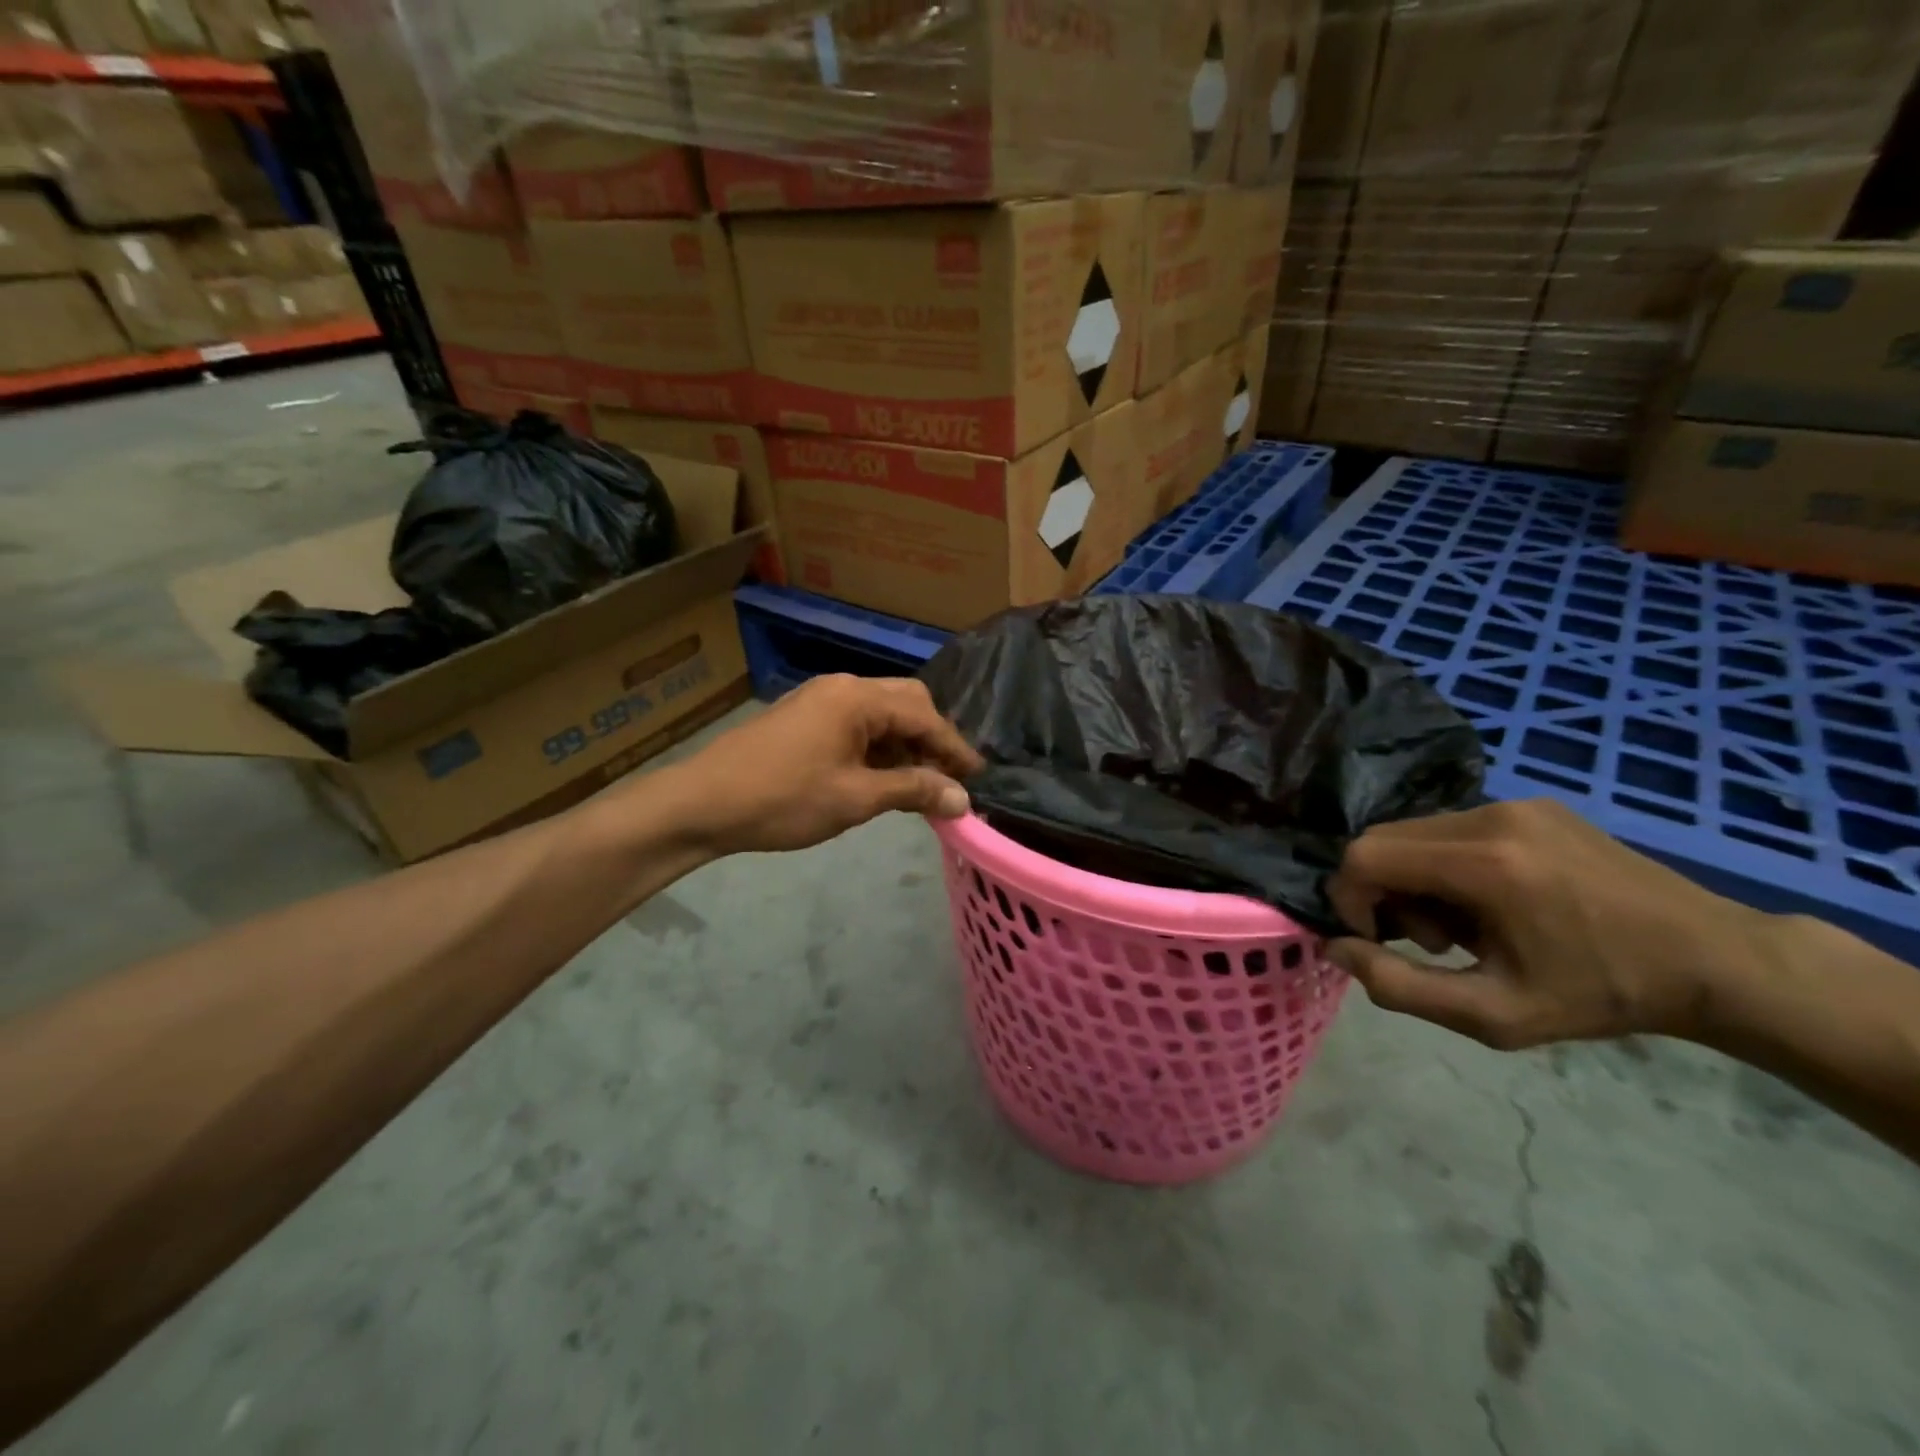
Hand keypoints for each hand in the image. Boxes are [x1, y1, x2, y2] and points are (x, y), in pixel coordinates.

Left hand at [670, 675, 982, 855]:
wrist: (702, 803)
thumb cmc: (784, 799)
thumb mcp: (855, 799)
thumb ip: (913, 791)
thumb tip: (961, 799)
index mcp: (858, 698)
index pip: (925, 715)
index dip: (955, 748)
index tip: (978, 777)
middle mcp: (842, 687)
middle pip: (905, 703)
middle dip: (931, 739)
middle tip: (947, 778)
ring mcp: (819, 699)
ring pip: (880, 714)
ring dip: (903, 745)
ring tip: (917, 785)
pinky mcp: (803, 717)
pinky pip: (855, 724)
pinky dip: (877, 748)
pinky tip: (879, 778)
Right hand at [1326, 800, 1773, 1049]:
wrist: (1715, 960)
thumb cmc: (1601, 995)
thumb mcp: (1494, 1015)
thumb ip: (1399, 986)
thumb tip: (1335, 948)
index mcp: (1483, 863)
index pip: (1364, 856)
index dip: (1350, 899)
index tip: (1381, 941)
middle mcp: (1489, 816)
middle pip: (1383, 839)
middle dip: (1383, 890)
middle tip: (1431, 940)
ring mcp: (1513, 803)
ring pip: (1414, 831)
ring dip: (1415, 878)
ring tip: (1467, 924)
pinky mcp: (1531, 803)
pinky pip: (1452, 827)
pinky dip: (1446, 863)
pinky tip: (1494, 901)